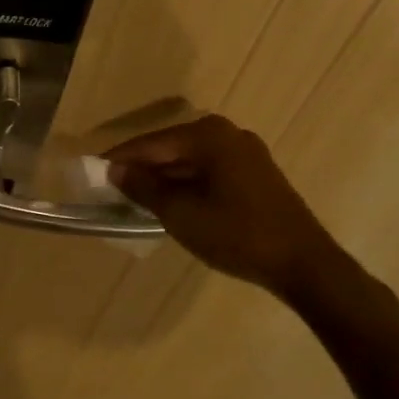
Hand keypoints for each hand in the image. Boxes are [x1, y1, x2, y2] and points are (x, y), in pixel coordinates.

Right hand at [105, 115, 345, 295]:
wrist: (305, 265)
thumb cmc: (236, 234)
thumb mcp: (180, 213)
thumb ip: (143, 187)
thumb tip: (114, 170)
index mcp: (208, 135)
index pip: (151, 143)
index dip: (120, 158)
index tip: (93, 171)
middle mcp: (227, 134)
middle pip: (171, 148)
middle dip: (143, 168)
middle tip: (113, 188)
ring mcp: (246, 153)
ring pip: (190, 160)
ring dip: (165, 178)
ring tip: (137, 198)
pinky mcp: (256, 174)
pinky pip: (209, 170)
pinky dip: (188, 183)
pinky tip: (174, 203)